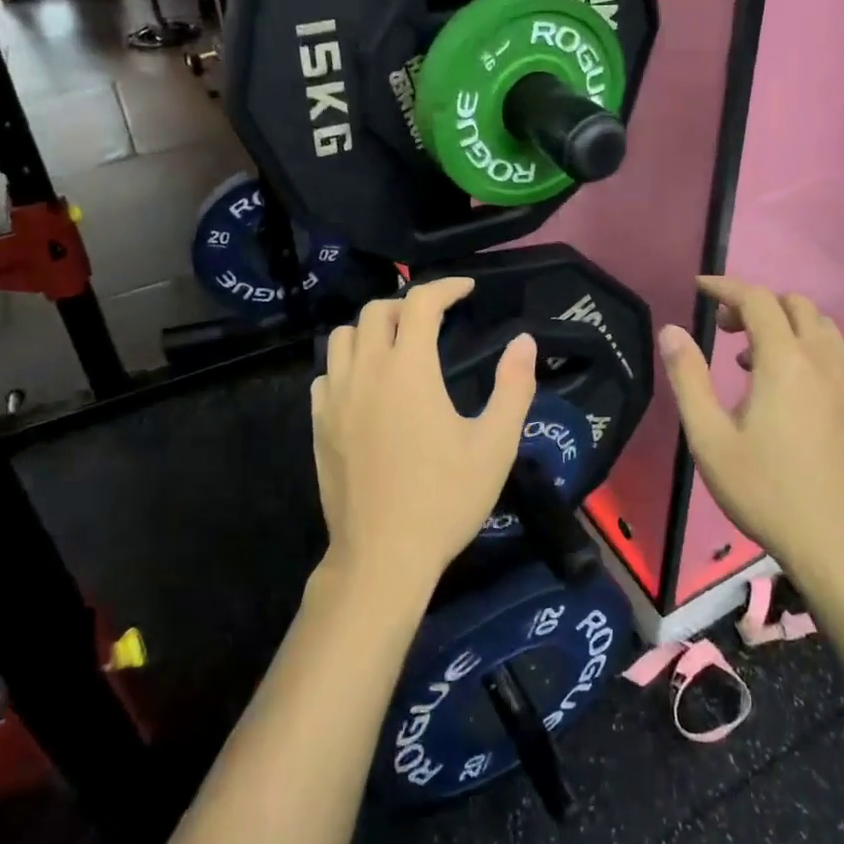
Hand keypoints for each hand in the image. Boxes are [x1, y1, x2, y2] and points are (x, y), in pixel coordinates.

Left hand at [311, 278, 536, 599]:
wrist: (383, 556)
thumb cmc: (445, 499)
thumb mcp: (495, 445)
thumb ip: (513, 387)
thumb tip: (524, 340)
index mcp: (409, 369)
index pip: (420, 302)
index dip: (445, 287)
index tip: (467, 289)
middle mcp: (366, 372)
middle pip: (375, 311)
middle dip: (407, 304)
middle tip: (435, 319)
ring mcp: (335, 398)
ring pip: (342, 337)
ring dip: (371, 329)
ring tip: (397, 345)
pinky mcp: (319, 425)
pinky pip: (326, 374)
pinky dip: (347, 364)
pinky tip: (366, 386)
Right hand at [658, 276, 843, 595]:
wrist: (837, 544)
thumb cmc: (764, 490)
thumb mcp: (709, 437)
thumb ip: (688, 378)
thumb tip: (671, 331)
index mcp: (784, 362)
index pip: (757, 300)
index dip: (726, 287)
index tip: (699, 288)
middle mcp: (822, 362)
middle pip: (795, 304)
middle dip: (755, 303)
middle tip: (723, 328)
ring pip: (820, 326)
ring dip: (783, 323)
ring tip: (749, 357)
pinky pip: (833, 353)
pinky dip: (804, 346)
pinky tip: (783, 387)